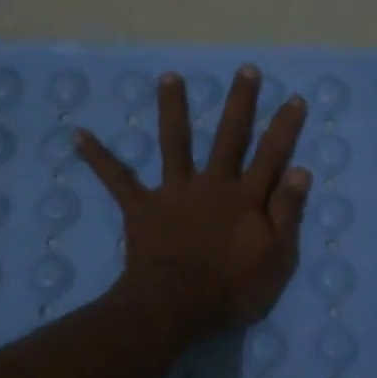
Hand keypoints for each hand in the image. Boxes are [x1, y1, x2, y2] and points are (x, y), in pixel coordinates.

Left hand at [78, 65, 310, 337]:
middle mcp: (212, 184)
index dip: (285, 128)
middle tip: (245, 69)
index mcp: (246, 198)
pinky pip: (117, 179)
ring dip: (173, 108)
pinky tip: (77, 134)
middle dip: (240, 103)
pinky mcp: (142, 207)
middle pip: (229, 137)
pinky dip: (98, 157)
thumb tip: (299, 169)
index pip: (272, 155)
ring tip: (169, 77)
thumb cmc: (231, 289)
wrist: (175, 307)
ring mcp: (175, 193)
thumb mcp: (276, 258)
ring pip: (175, 143)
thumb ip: (287, 213)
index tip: (294, 98)